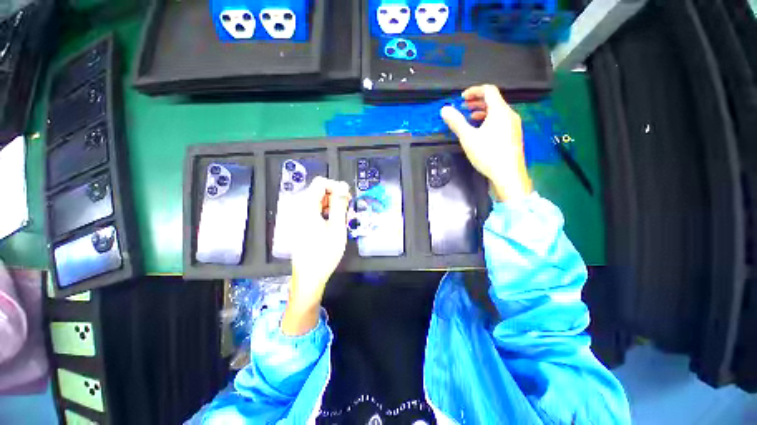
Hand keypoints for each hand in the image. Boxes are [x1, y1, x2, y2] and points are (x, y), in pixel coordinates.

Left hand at [283, 177, 350, 335]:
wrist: (309, 277)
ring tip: (342, 220)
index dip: (336, 186)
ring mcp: (300, 218)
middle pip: (319, 192)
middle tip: (347, 210)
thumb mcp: (337, 227)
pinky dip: (327, 214)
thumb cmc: (324, 253)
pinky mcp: (302, 225)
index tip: (347, 197)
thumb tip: (343, 186)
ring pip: (319, 202)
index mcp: (307, 207)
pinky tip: (334, 225)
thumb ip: (340, 204)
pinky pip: (316, 212)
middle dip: (335, 197)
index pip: (320, 183)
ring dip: (332, 206)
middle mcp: (301, 209)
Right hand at [441, 85, 532, 201]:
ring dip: (482, 111)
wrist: (508, 174)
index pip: (489, 90)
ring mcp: (513, 125)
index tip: (462, 98)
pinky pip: (501, 121)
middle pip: (494, 100)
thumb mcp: (468, 138)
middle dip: (477, 101)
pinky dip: (489, 120)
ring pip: (497, 111)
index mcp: (500, 111)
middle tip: (464, 107)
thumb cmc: (488, 154)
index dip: (474, 90)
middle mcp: (510, 114)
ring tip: (470, 118)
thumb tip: (444, 109)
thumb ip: (456, 122)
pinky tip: (481, 131)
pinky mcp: (513, 135)